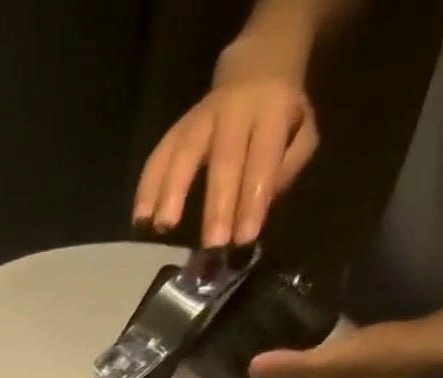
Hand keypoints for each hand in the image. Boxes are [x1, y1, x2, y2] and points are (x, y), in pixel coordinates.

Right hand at [133, 47, 318, 245]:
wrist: (255, 70)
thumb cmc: (278, 118)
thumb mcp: (302, 133)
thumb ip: (287, 167)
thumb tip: (260, 204)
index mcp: (271, 110)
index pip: (263, 158)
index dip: (254, 198)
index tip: (245, 238)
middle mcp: (233, 111)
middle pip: (224, 157)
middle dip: (218, 203)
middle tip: (212, 243)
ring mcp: (200, 118)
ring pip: (184, 152)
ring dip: (171, 191)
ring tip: (163, 226)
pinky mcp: (175, 130)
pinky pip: (158, 156)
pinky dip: (147, 187)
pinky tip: (140, 218)